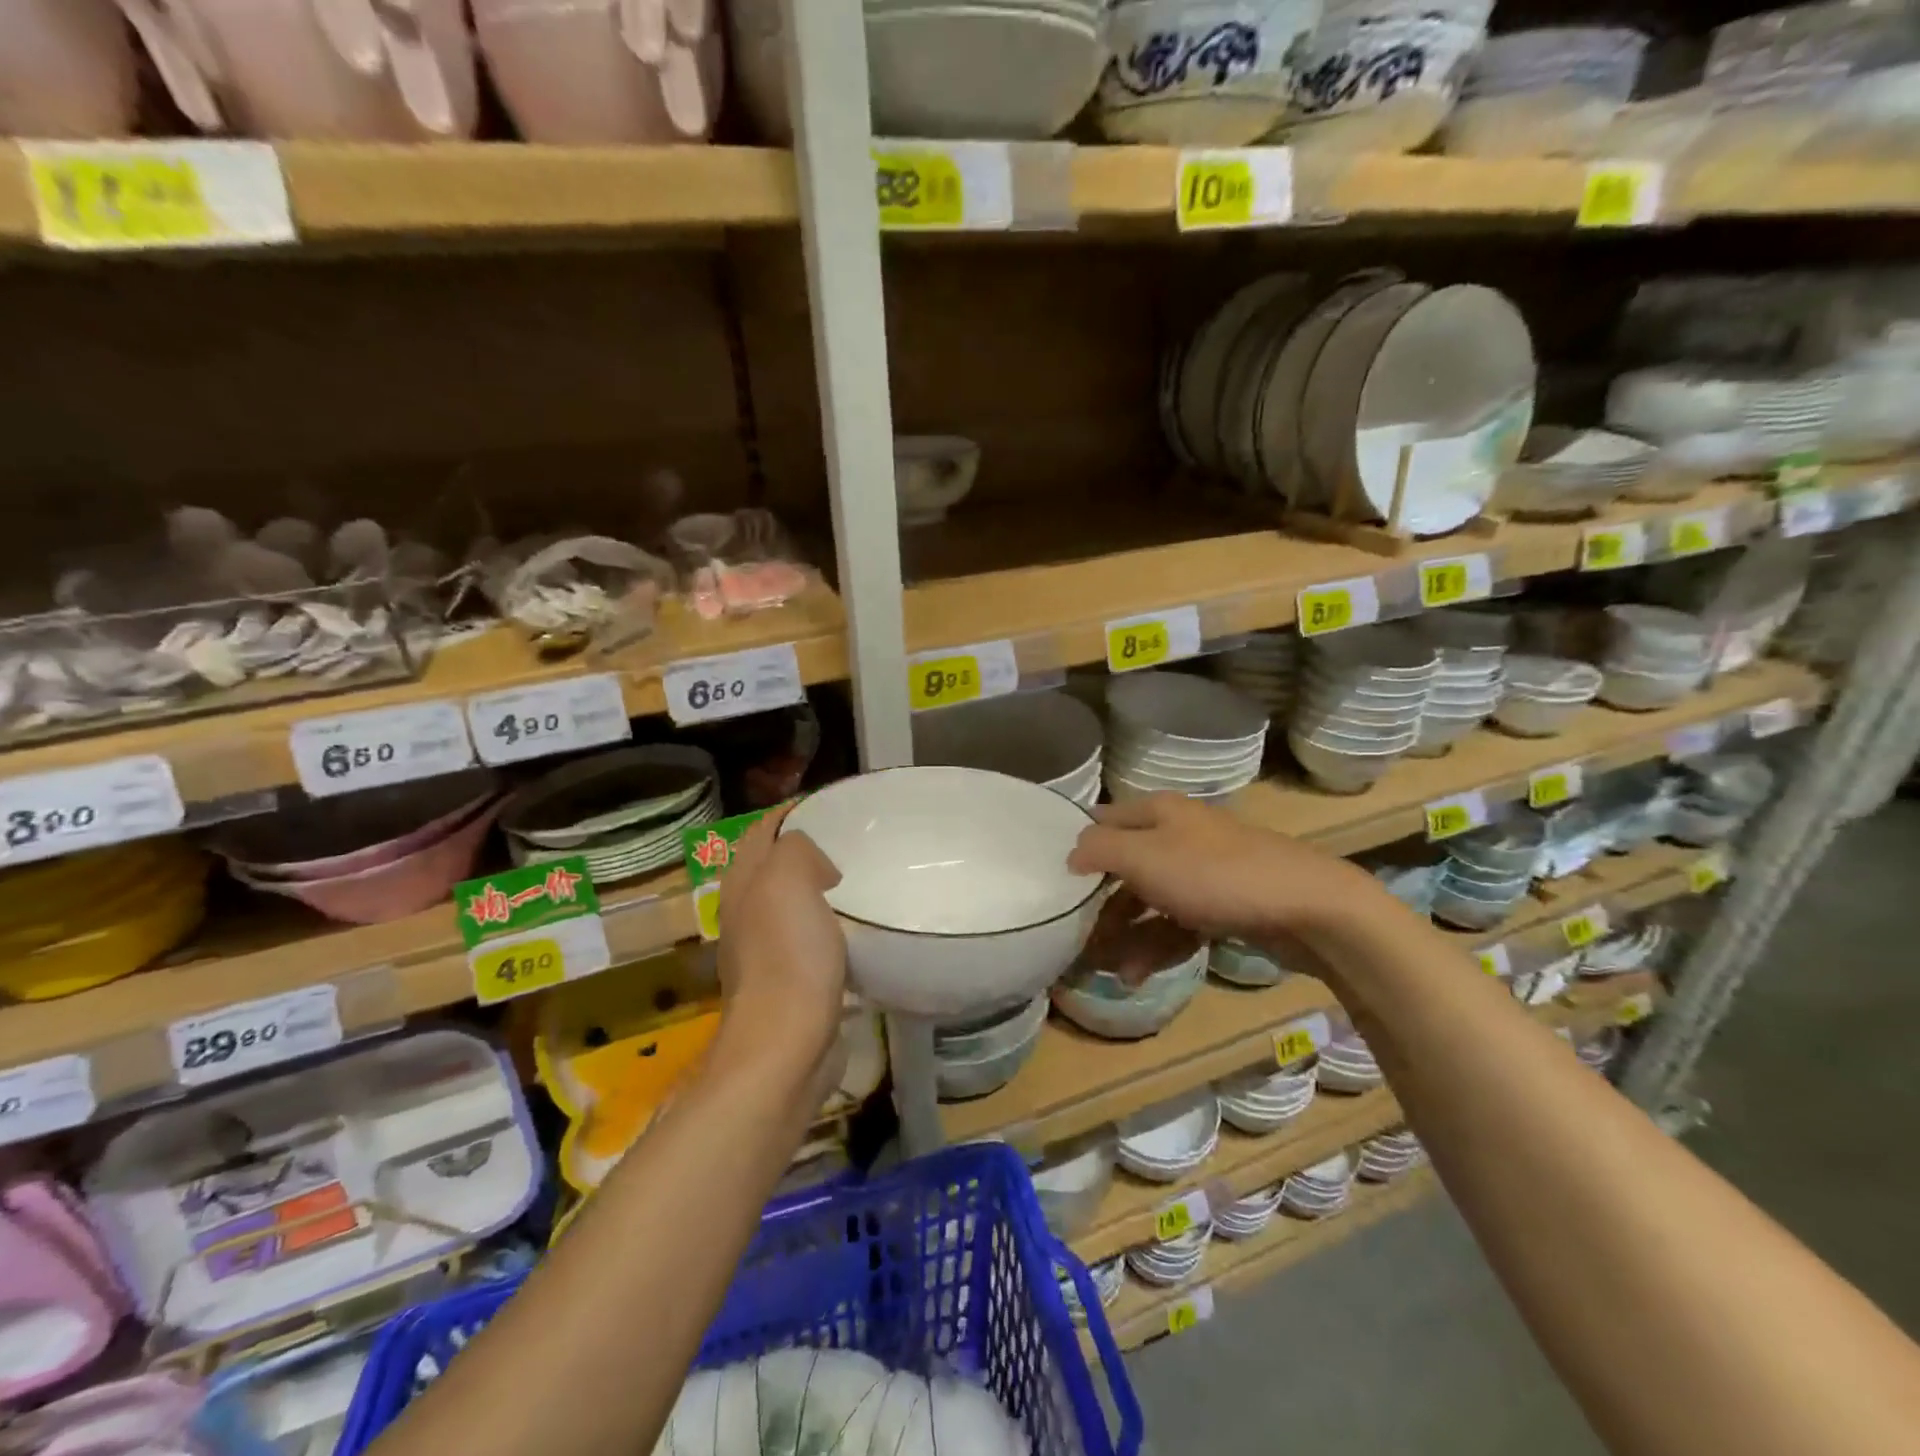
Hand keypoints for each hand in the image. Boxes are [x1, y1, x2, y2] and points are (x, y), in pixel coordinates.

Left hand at [713, 805, 847, 1082]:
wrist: (786, 1044)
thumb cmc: (788, 955)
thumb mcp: (788, 879)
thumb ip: (797, 849)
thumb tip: (819, 867)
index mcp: (743, 885)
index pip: (761, 831)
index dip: (789, 812)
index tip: (829, 804)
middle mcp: (747, 914)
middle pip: (772, 867)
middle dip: (804, 849)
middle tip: (851, 840)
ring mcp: (766, 952)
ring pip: (792, 905)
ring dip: (818, 890)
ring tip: (859, 880)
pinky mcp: (790, 983)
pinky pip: (810, 940)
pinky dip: (830, 926)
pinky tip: (857, 930)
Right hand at [1066, 794, 1385, 952]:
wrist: (1308, 908)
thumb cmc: (1215, 875)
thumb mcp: (1145, 857)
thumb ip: (1098, 849)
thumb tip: (1071, 854)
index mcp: (1157, 813)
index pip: (1101, 821)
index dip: (1075, 848)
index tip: (1050, 882)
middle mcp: (1177, 835)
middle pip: (1122, 867)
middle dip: (1098, 905)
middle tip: (1075, 940)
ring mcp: (1202, 871)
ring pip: (1148, 901)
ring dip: (1124, 935)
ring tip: (1108, 972)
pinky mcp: (1222, 905)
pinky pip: (1176, 924)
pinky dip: (1156, 947)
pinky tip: (1139, 976)